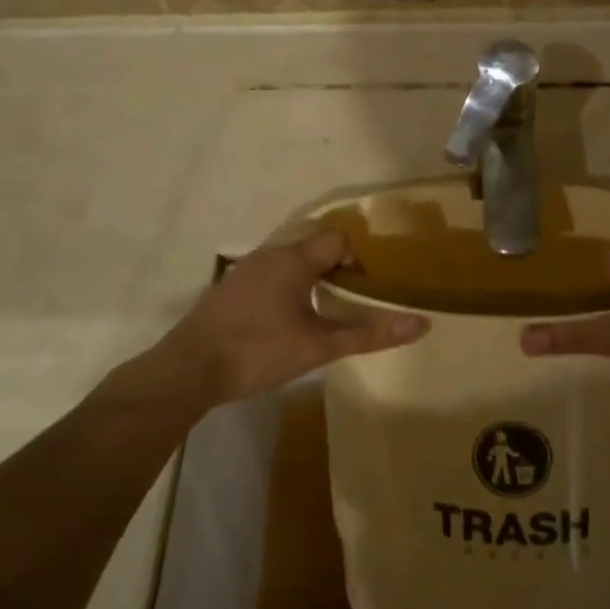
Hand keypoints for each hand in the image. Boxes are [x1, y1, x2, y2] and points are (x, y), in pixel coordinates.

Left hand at [148, 231, 425, 410]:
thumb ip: (369, 333)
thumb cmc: (259, 350)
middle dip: (334, 267)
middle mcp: (270, 254)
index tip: (363, 290)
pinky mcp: (228, 288)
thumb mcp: (319, 346)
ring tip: (318, 311)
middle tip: (346, 300)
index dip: (356, 259)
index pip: (337, 239)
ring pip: (287, 260)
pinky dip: (284, 287)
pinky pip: (267, 274)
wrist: (189, 369)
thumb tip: (421, 323)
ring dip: (308, 277)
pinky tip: (281, 321)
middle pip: (312, 245)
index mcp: (294, 259)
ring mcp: (245, 269)